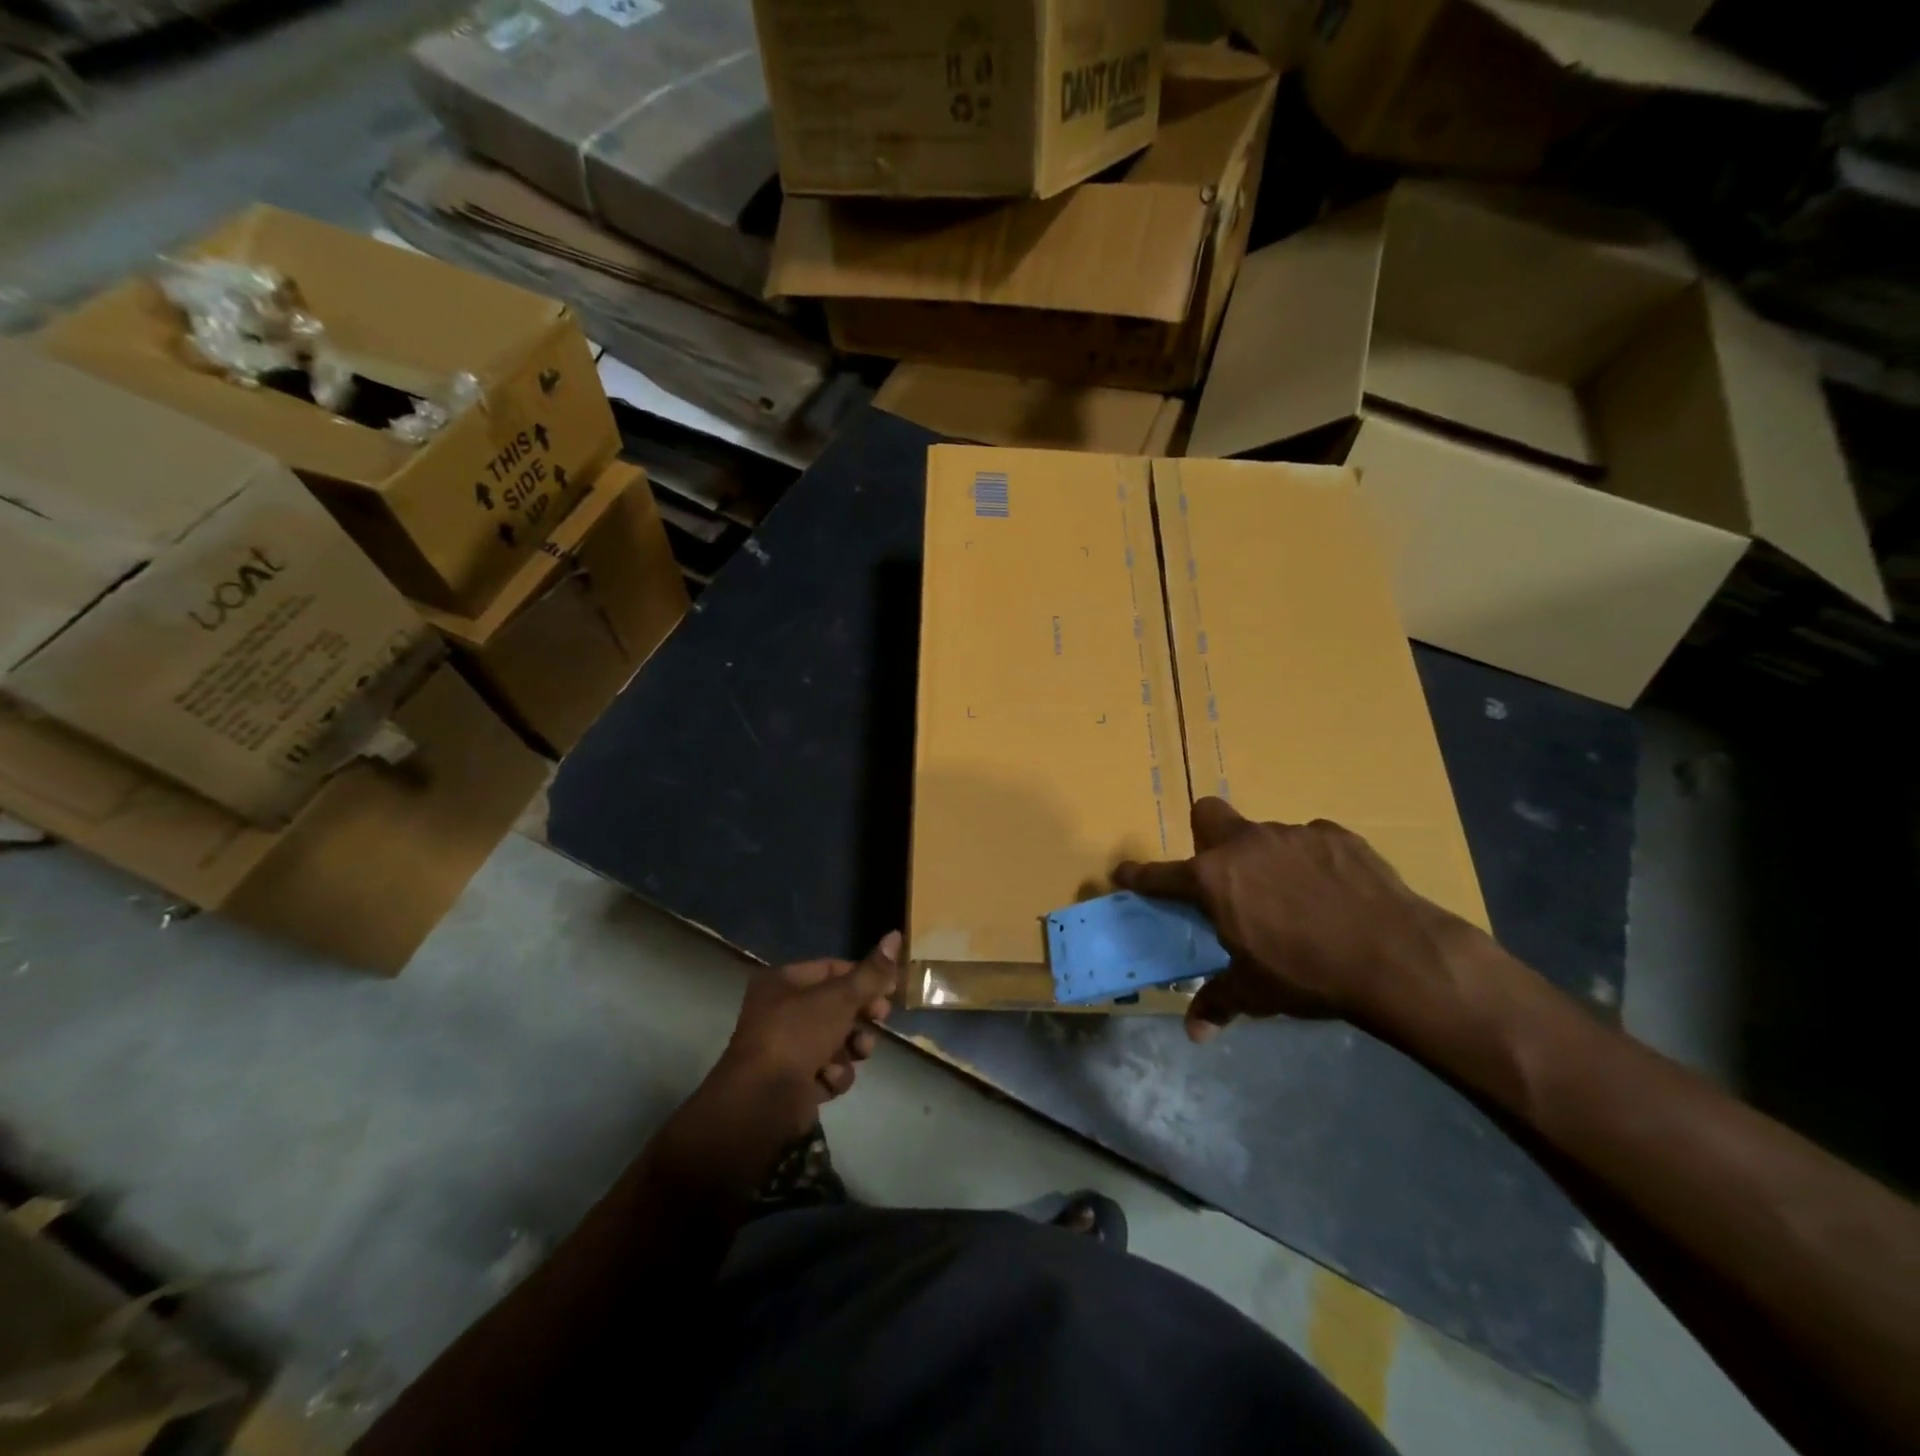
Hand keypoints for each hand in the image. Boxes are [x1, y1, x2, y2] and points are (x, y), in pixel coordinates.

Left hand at [710, 931, 900, 1137]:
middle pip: (836, 1006)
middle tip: (880, 1019)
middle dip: (861, 1016)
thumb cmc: (798, 1035)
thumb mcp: (840, 998)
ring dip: (851, 1049)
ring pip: (835, 1040)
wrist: (761, 1102)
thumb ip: (871, 972)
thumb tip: (895, 935)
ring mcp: (786, 1048)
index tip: (890, 989)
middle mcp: (780, 1011)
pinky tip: (829, 1080)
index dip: (863, 977)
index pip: (832, 969)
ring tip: (857, 1053)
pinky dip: (833, 1075)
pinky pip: (826, 1070)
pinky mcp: (793, 1082)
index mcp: (782, 982)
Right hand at [1115, 799, 1482, 1043]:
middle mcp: (1246, 845)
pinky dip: (1311, 863)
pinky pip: (1310, 843)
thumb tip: (1195, 1032)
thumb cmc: (1307, 974)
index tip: (1125, 874)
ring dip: (1266, 859)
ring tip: (1294, 898)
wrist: (1394, 956)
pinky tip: (1334, 894)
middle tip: (1225, 875)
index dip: (1139, 875)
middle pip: (1208, 816)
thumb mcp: (1256, 992)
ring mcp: (1292, 834)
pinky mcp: (1335, 834)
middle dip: (1206, 836)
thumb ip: (1219, 1002)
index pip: (1160, 874)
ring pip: (1264, 834)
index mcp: (1213, 879)